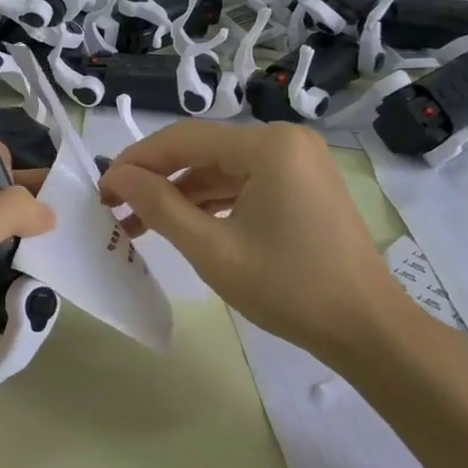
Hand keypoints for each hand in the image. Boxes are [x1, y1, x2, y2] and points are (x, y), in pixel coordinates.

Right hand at [97, 121, 419, 362]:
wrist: (366, 329)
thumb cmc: (288, 288)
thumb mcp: (212, 249)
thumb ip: (159, 205)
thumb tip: (116, 176)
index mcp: (268, 145)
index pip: (184, 139)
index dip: (136, 161)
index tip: (101, 189)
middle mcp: (285, 140)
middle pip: (202, 151)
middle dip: (156, 180)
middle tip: (115, 208)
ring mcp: (298, 162)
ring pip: (221, 170)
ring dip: (180, 195)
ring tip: (137, 225)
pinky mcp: (302, 185)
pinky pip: (244, 184)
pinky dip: (211, 204)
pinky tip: (181, 226)